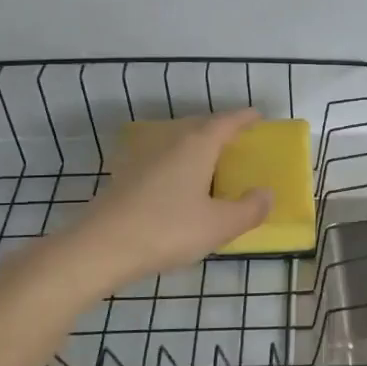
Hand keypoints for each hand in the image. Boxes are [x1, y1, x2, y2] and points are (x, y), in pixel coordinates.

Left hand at [67, 110, 271, 286]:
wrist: (100, 249)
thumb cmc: (168, 230)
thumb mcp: (220, 225)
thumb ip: (250, 209)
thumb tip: (266, 193)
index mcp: (196, 146)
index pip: (226, 122)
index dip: (244, 118)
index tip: (258, 116)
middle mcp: (169, 143)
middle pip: (199, 127)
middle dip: (220, 130)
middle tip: (238, 142)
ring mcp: (142, 158)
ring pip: (177, 142)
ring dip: (196, 146)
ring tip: (211, 163)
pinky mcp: (125, 177)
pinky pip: (161, 160)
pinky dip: (177, 164)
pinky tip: (178, 185)